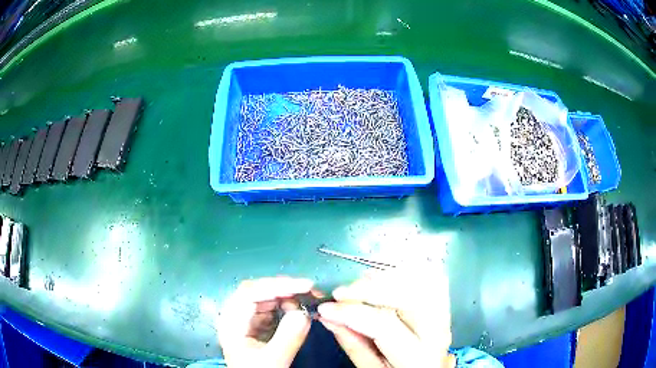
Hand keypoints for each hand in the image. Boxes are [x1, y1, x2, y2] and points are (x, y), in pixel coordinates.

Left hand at [217, 276, 314, 367]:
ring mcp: (246, 320)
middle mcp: (236, 316)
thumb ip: (288, 337)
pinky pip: (272, 310)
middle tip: (311, 291)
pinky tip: (299, 311)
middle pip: (258, 292)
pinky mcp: (256, 326)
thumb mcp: (273, 360)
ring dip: (288, 298)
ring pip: (266, 299)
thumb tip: (304, 313)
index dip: (278, 285)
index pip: (251, 292)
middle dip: (285, 289)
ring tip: (308, 302)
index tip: (306, 285)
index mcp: (231, 322)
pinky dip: (287, 308)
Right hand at [318, 266, 454, 367]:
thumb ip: (353, 343)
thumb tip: (328, 316)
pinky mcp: (444, 300)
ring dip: (388, 275)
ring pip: (423, 279)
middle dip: (371, 287)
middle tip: (342, 291)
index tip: (325, 307)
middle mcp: (437, 330)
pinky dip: (405, 270)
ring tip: (361, 281)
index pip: (384, 324)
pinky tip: (384, 276)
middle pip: (410, 295)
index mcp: (418, 355)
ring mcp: (445, 311)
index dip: (351, 312)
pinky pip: (430, 275)